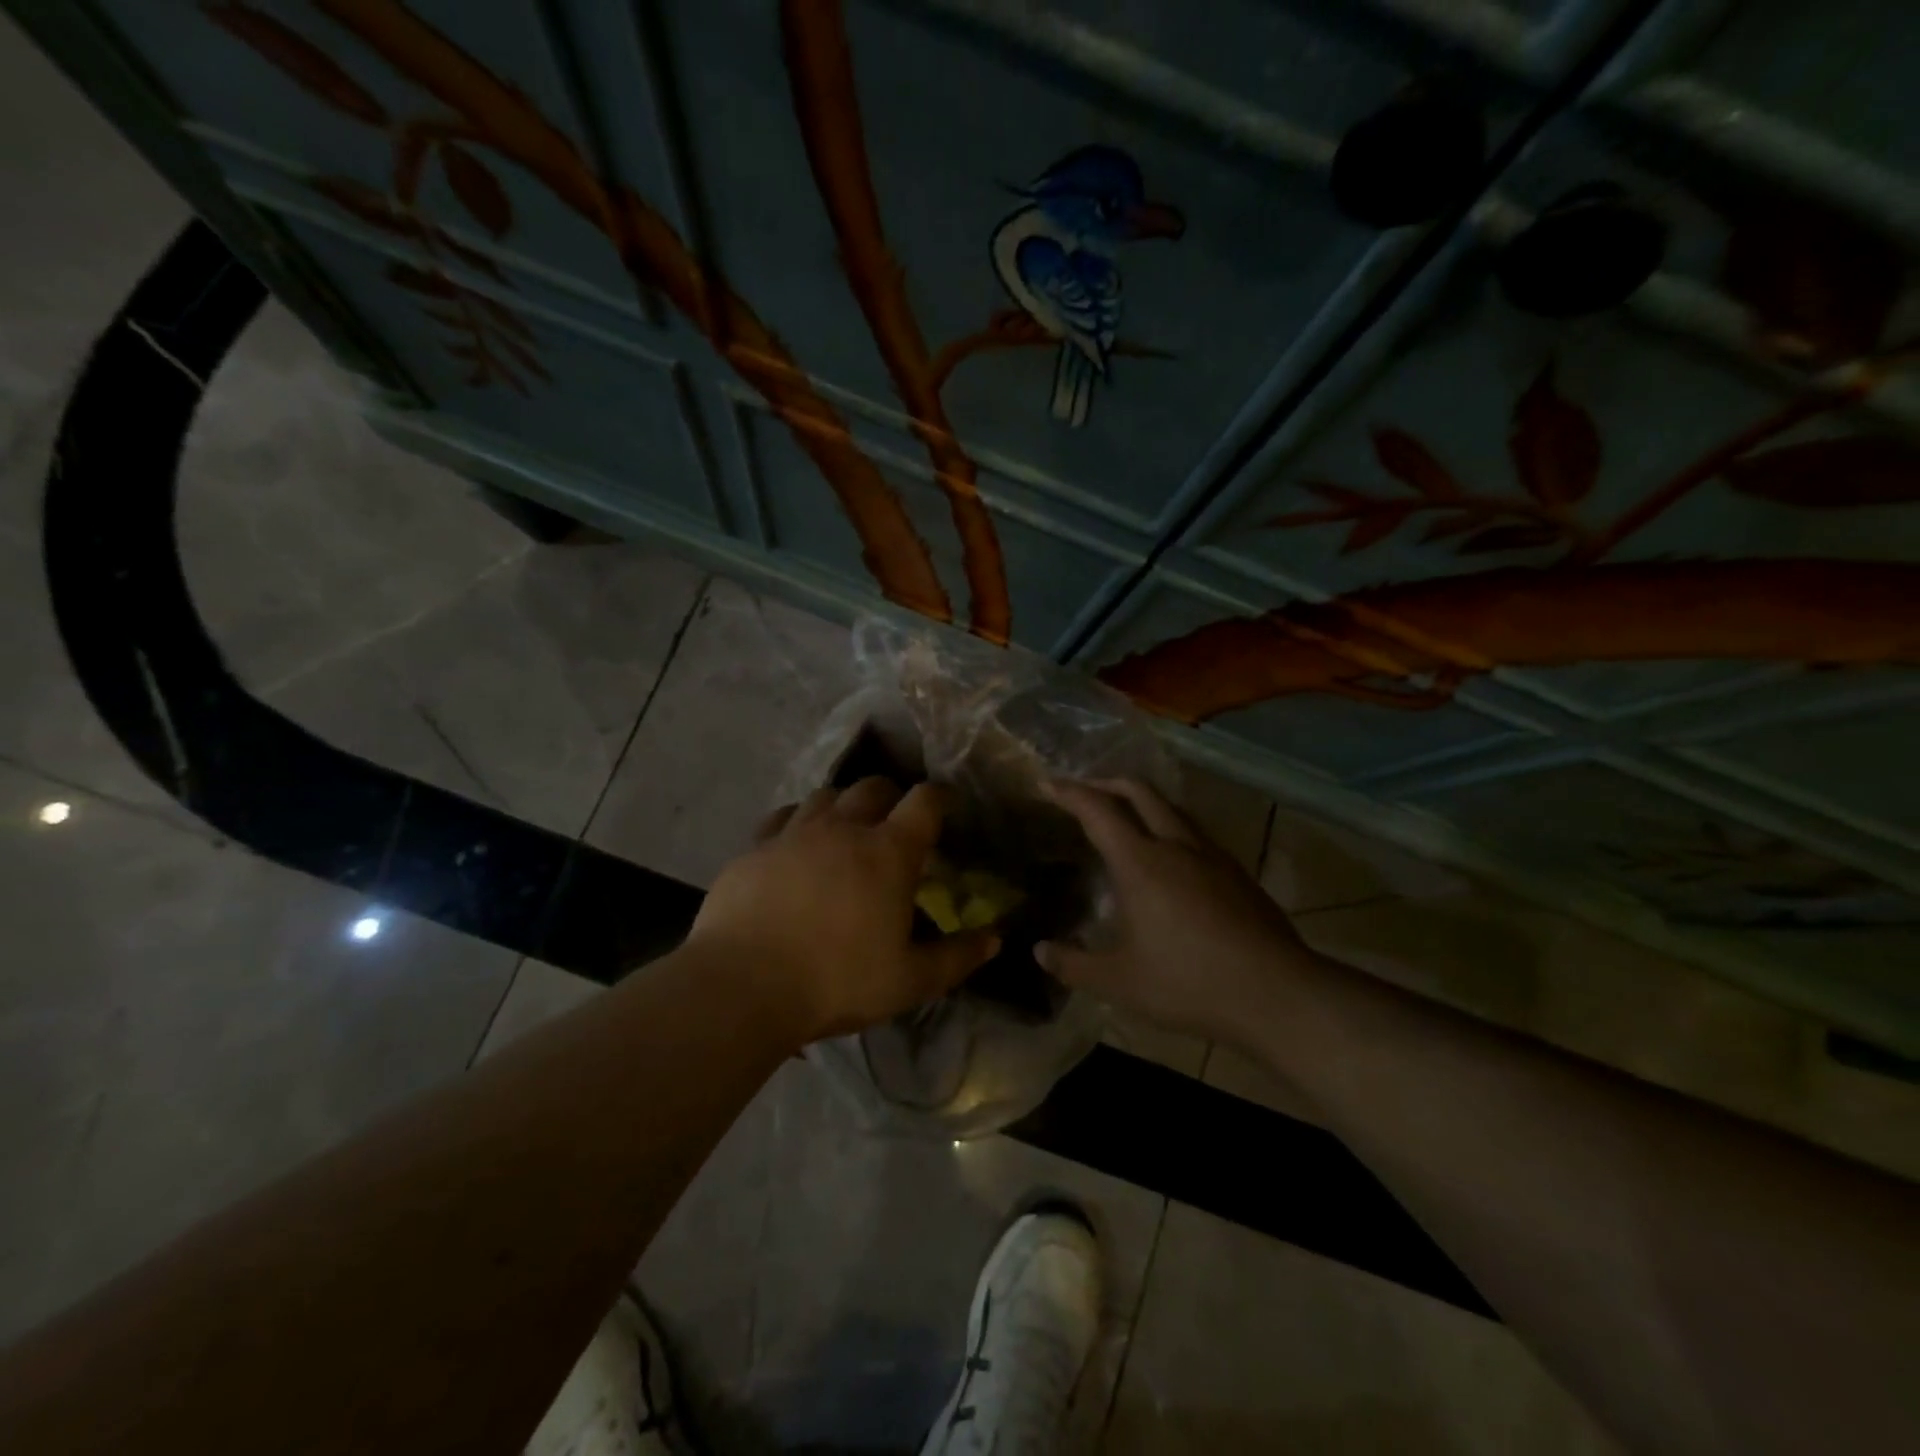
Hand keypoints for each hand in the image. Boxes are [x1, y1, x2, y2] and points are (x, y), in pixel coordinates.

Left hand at [689, 777, 999, 1042]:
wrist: (743, 986)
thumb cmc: (837, 982)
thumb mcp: (909, 981)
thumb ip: (956, 957)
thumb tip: (993, 938)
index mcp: (888, 852)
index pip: (924, 802)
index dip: (939, 797)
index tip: (945, 805)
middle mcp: (843, 828)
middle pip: (873, 787)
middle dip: (891, 796)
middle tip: (894, 821)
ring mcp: (794, 833)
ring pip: (826, 796)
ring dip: (843, 805)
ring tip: (845, 829)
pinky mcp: (754, 847)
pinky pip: (782, 816)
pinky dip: (797, 821)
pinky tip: (795, 843)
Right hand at [1037, 779, 1317, 1047]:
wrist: (1276, 993)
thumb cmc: (1189, 983)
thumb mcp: (1120, 982)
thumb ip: (1074, 964)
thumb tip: (1040, 951)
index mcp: (1140, 863)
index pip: (1097, 810)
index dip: (1069, 792)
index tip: (1047, 782)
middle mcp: (1175, 845)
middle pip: (1139, 791)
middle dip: (1106, 783)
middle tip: (1083, 791)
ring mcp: (1212, 855)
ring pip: (1171, 807)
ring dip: (1141, 800)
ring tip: (1124, 816)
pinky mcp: (1236, 871)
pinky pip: (1193, 830)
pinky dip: (1168, 824)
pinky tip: (1169, 855)